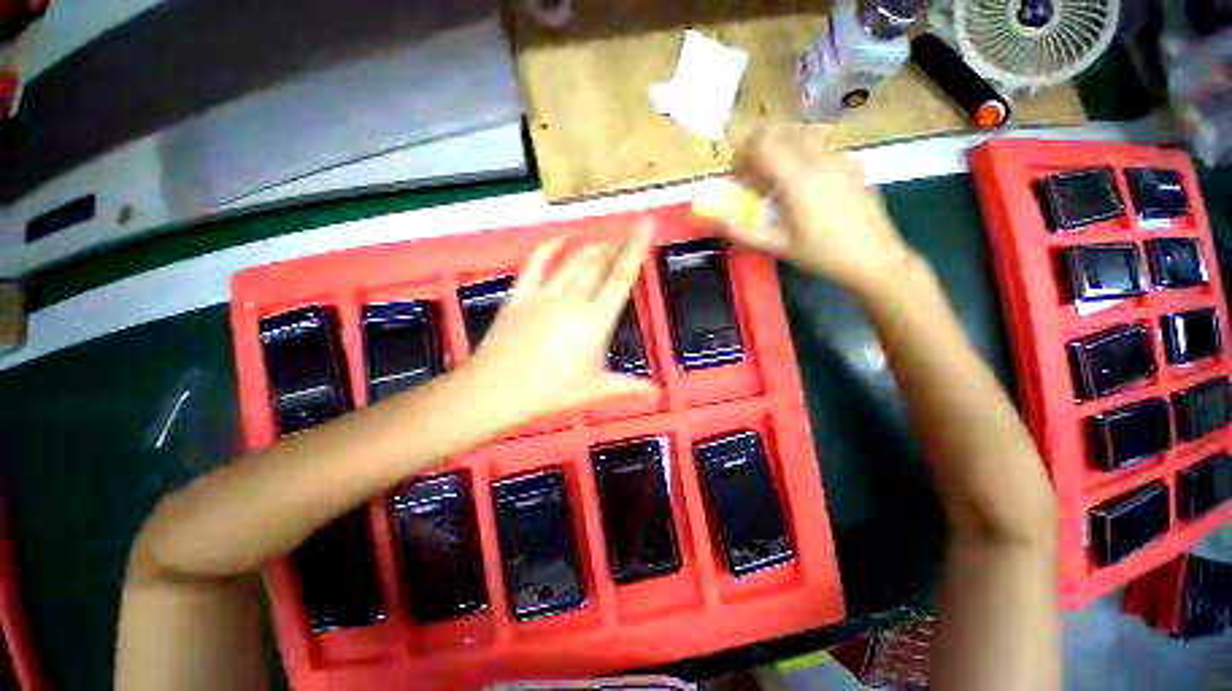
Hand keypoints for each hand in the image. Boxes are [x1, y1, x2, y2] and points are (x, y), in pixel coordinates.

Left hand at [463, 220, 658, 427]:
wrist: (495, 391)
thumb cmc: (550, 393)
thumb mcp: (594, 391)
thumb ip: (627, 388)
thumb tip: (656, 392)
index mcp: (595, 321)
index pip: (620, 277)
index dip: (635, 249)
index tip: (646, 224)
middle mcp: (572, 299)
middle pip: (598, 262)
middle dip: (616, 245)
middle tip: (628, 239)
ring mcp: (544, 293)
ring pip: (574, 259)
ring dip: (593, 246)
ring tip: (606, 242)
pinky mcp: (521, 294)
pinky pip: (536, 262)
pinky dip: (551, 246)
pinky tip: (563, 237)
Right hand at [716, 127, 918, 296]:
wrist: (874, 257)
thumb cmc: (821, 254)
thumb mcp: (777, 246)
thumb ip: (741, 231)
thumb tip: (714, 219)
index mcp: (799, 179)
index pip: (763, 144)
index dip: (742, 153)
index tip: (735, 172)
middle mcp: (819, 158)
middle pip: (781, 131)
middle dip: (758, 144)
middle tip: (748, 170)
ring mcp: (839, 158)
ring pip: (801, 135)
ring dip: (779, 147)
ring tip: (772, 177)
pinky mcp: (851, 164)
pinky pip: (818, 147)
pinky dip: (798, 155)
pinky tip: (798, 184)